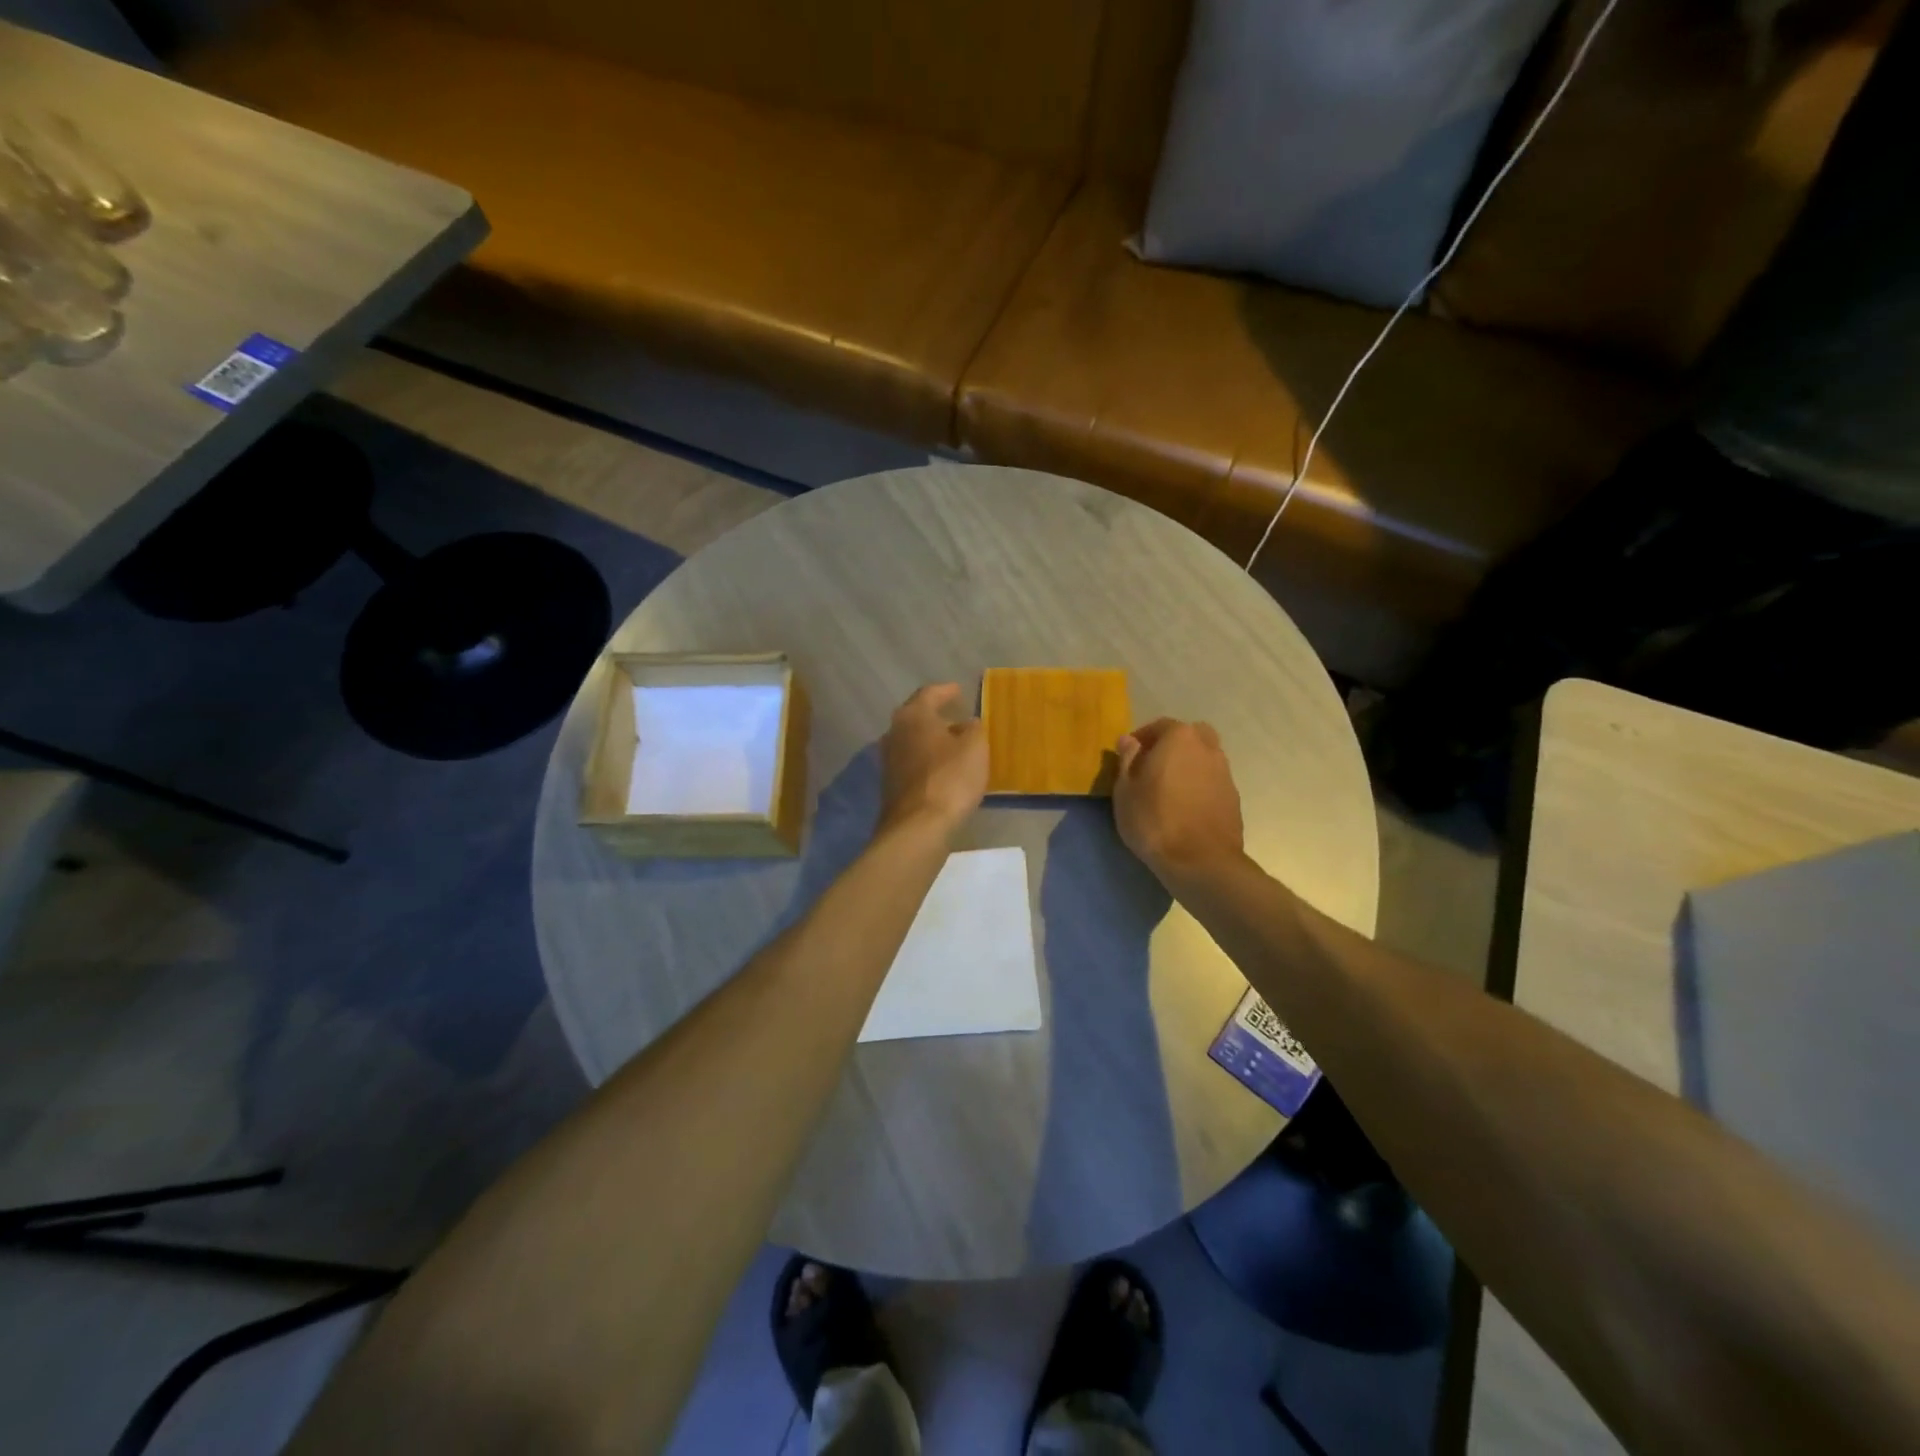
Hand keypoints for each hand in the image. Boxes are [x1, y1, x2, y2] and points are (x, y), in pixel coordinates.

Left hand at [878, 683, 988, 837]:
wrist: (918, 827)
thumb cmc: (950, 778)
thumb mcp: (974, 747)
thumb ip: (973, 729)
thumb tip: (967, 724)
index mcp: (913, 716)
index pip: (929, 694)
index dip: (946, 691)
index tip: (958, 691)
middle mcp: (894, 732)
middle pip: (917, 717)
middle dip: (937, 716)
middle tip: (957, 718)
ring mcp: (888, 760)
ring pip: (913, 741)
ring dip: (932, 741)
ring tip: (954, 745)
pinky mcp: (890, 785)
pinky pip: (912, 764)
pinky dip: (927, 761)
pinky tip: (943, 770)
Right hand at [1113, 718, 1245, 882]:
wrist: (1200, 861)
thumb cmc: (1154, 820)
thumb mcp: (1125, 790)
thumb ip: (1127, 759)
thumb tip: (1128, 740)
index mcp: (1180, 738)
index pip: (1160, 725)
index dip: (1142, 738)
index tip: (1129, 756)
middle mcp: (1208, 748)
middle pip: (1190, 736)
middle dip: (1172, 745)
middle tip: (1153, 767)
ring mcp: (1225, 773)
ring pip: (1204, 758)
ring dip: (1188, 765)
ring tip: (1169, 789)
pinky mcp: (1234, 798)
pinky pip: (1212, 781)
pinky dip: (1200, 785)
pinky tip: (1186, 807)